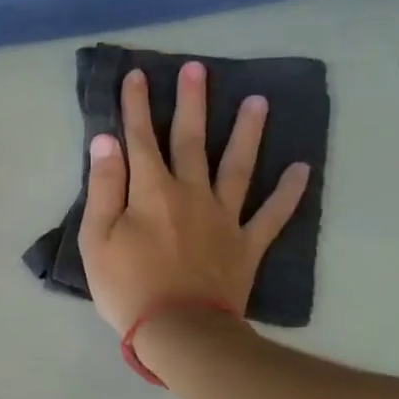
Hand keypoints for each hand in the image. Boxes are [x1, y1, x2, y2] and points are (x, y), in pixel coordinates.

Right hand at [79, 64, 309, 335]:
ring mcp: (224, 217)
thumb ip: (104, 188)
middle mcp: (191, 193)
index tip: (137, 74)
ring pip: (238, 166)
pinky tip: (302, 169)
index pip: (140, 139)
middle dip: (191, 102)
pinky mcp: (246, 244)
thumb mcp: (97, 239)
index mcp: (151, 192)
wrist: (179, 330)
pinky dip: (289, 192)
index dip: (136, 106)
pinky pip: (272, 214)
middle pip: (191, 140)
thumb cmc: (127, 286)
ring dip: (247, 132)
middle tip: (198, 69)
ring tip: (258, 101)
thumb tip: (106, 142)